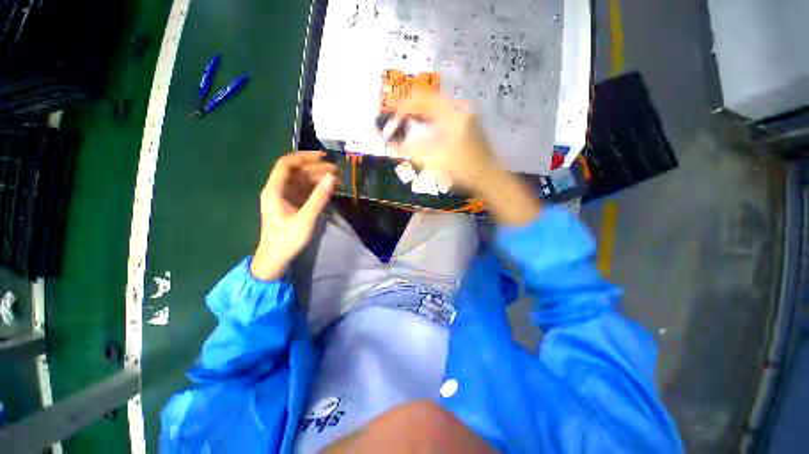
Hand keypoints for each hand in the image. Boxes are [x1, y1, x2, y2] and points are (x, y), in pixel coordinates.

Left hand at [251, 151, 338, 279]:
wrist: (275, 259)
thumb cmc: (288, 239)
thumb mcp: (306, 218)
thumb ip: (319, 197)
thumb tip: (332, 177)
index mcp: (275, 190)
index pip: (287, 164)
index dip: (304, 157)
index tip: (323, 156)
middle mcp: (278, 190)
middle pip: (296, 172)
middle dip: (316, 169)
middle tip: (337, 171)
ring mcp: (284, 198)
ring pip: (301, 181)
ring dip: (318, 179)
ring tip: (337, 180)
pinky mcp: (291, 206)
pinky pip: (304, 191)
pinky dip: (316, 189)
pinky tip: (329, 190)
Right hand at [393, 90, 540, 224]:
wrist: (488, 178)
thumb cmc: (462, 170)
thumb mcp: (434, 160)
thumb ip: (411, 150)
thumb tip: (391, 144)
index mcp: (452, 114)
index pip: (421, 100)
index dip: (402, 109)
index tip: (391, 122)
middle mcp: (459, 108)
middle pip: (428, 100)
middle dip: (409, 110)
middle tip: (396, 123)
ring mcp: (465, 115)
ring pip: (436, 107)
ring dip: (419, 115)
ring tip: (405, 126)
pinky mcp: (466, 124)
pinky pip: (443, 115)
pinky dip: (429, 120)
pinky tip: (422, 130)